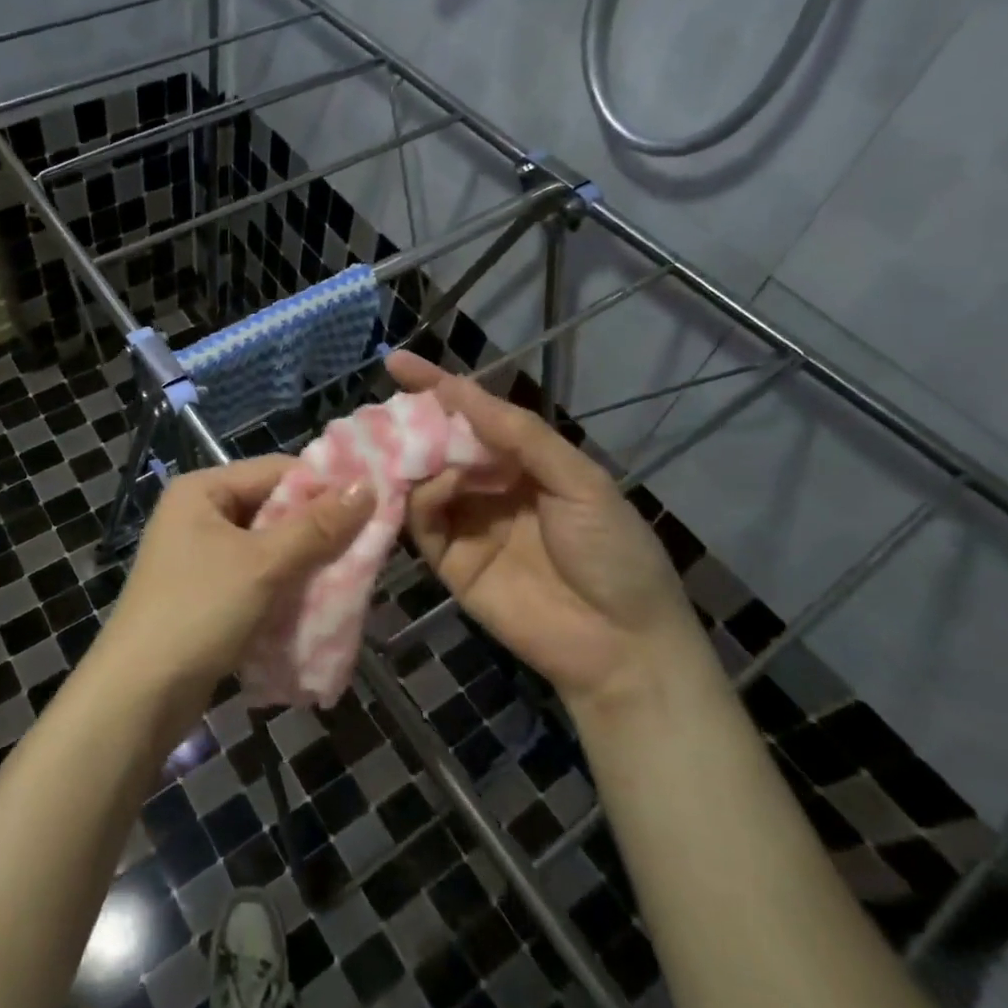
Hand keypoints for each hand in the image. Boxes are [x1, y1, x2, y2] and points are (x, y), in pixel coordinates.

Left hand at [96, 457, 371, 727]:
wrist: (138, 696)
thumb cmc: (199, 612)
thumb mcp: (262, 564)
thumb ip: (316, 526)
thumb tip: (367, 486)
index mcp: (203, 490)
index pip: (276, 471)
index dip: (324, 487)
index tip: (370, 508)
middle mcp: (198, 514)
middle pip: (273, 508)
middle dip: (317, 529)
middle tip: (366, 547)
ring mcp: (199, 555)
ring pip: (268, 546)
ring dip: (304, 562)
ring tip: (348, 577)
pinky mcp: (205, 593)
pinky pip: (256, 577)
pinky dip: (284, 587)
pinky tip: (314, 602)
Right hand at [387, 352, 700, 713]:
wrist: (621, 644)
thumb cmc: (612, 551)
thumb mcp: (579, 480)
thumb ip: (520, 435)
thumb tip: (458, 390)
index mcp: (526, 461)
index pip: (475, 414)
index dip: (438, 387)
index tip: (397, 362)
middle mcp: (491, 486)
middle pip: (442, 443)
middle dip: (414, 421)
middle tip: (386, 407)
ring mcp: (468, 523)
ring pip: (424, 479)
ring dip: (415, 456)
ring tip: (407, 443)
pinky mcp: (449, 561)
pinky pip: (423, 520)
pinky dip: (423, 496)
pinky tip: (437, 485)